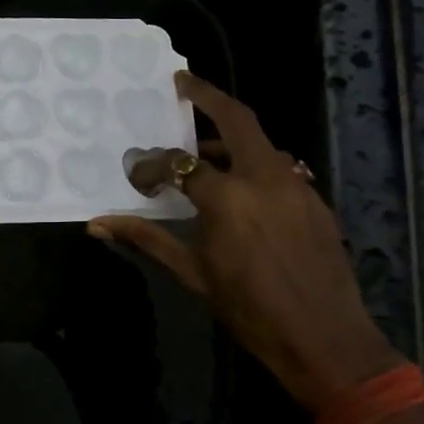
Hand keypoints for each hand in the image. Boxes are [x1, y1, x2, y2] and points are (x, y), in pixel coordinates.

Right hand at [92, 72, 397, 410]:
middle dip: (207, 95)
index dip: (153, 167)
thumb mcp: (193, 273)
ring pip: (260, 142)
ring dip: (230, 137)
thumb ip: (147, 239)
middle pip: (236, 118)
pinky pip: (279, 166)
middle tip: (183, 83)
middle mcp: (264, 177)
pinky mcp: (315, 199)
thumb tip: (97, 224)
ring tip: (204, 155)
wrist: (326, 340)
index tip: (137, 176)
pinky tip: (241, 189)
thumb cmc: (250, 310)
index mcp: (228, 197)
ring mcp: (296, 185)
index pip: (180, 164)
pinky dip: (254, 163)